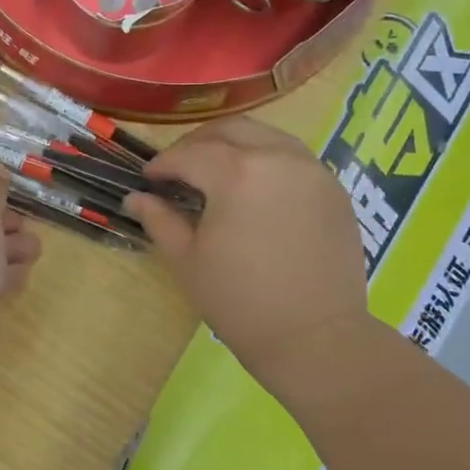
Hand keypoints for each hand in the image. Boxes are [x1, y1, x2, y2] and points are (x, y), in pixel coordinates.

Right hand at [125, 118, 367, 395]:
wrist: (315, 339)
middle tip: (179, 169)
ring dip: (234, 145)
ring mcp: (312, 170)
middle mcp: (278, 157)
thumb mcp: (188, 261)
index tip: (148, 178)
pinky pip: (293, 157)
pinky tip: (254, 189)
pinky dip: (266, 160)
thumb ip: (160, 219)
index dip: (163, 164)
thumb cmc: (240, 302)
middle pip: (230, 130)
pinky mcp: (334, 188)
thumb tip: (135, 198)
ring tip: (216, 174)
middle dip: (197, 144)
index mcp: (237, 173)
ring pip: (266, 136)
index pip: (189, 154)